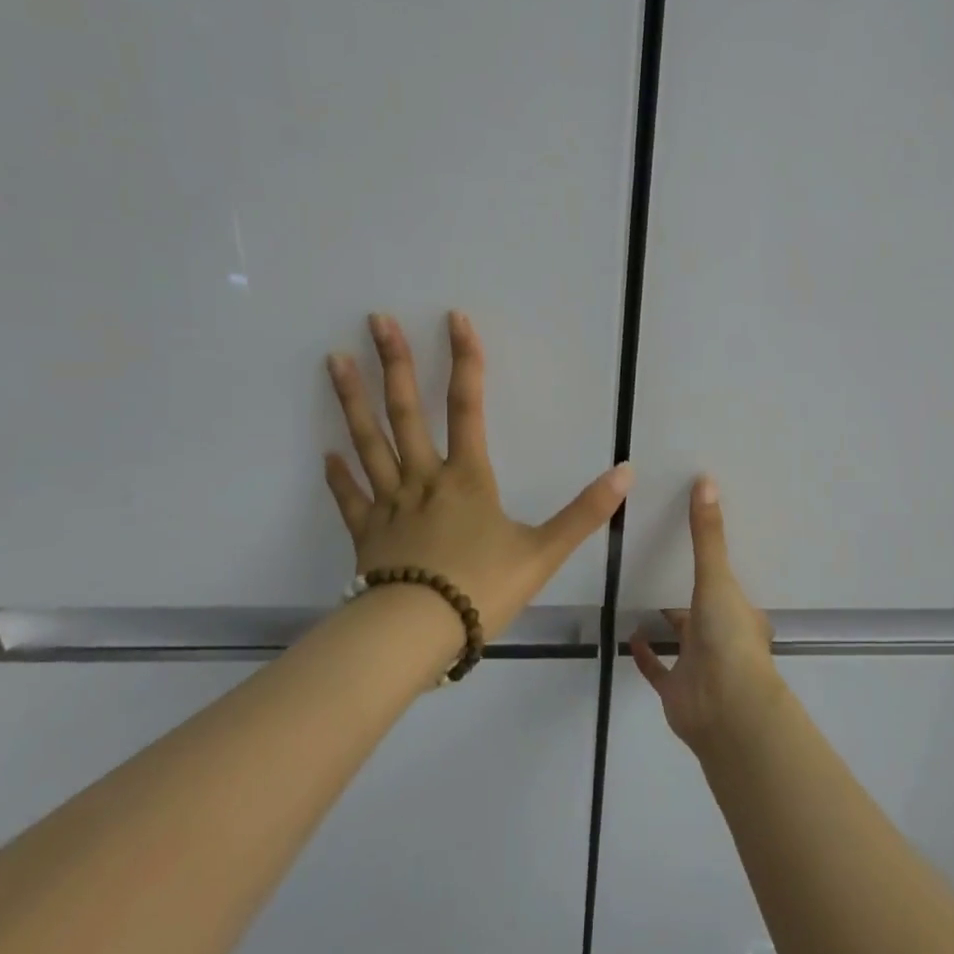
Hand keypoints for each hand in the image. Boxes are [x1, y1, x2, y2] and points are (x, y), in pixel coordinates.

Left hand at [324, 311, 630, 639]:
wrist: (416, 634)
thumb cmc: (481, 589)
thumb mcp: (543, 552)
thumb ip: (585, 512)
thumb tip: (626, 473)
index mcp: (467, 478)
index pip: (468, 406)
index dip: (465, 360)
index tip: (455, 319)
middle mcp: (424, 479)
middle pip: (406, 412)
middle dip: (395, 363)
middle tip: (376, 320)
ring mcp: (389, 505)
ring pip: (369, 443)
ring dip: (353, 401)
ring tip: (336, 360)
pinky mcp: (367, 535)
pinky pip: (350, 498)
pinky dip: (339, 476)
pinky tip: (327, 454)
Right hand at [631, 477, 781, 752]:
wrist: (725, 708)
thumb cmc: (729, 638)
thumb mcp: (717, 578)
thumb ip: (707, 535)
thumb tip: (706, 479)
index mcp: (741, 614)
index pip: (730, 588)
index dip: (717, 570)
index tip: (696, 547)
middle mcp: (723, 639)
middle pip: (704, 611)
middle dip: (687, 594)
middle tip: (660, 563)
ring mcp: (699, 666)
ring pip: (681, 639)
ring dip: (665, 622)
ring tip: (639, 592)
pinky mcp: (675, 690)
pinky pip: (657, 669)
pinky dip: (644, 654)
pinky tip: (629, 633)